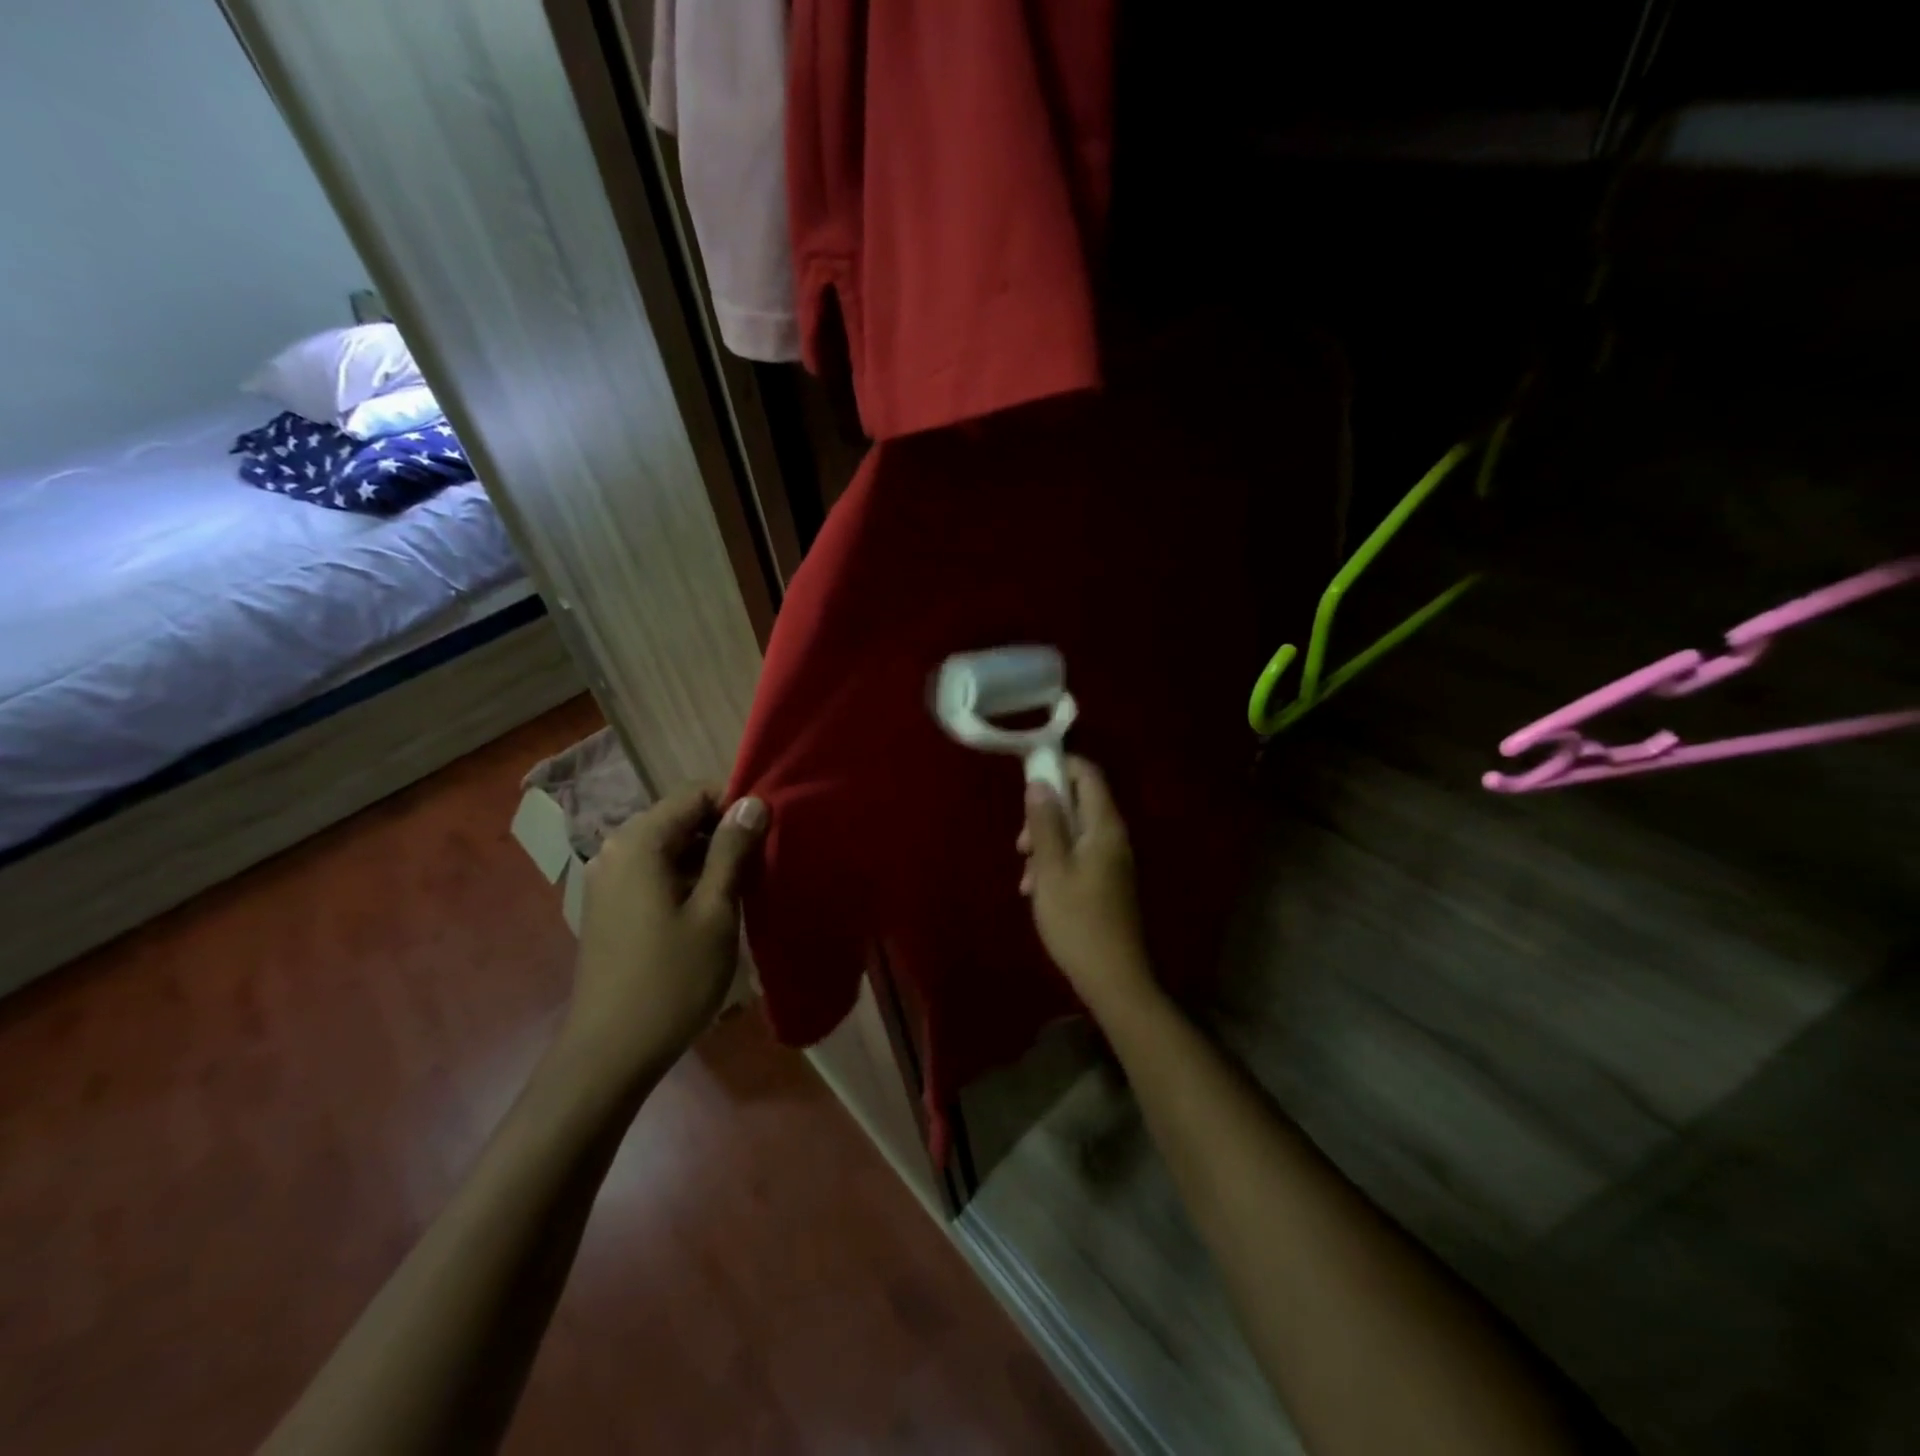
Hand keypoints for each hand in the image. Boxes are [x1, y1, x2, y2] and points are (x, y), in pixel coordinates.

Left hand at [560, 785, 768, 1079]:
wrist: (610, 1053)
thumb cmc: (671, 980)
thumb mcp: (715, 911)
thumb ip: (732, 850)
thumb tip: (753, 802)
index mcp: (639, 843)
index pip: (694, 794)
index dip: (735, 806)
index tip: (767, 834)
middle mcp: (616, 850)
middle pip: (680, 818)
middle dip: (723, 833)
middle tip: (760, 865)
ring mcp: (607, 879)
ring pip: (669, 847)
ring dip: (707, 858)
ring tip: (743, 888)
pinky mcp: (608, 906)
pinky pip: (654, 872)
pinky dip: (685, 878)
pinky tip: (710, 908)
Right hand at [1017, 757, 1161, 1024]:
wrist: (1113, 978)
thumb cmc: (1077, 920)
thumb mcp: (1050, 868)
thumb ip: (1045, 822)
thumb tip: (1040, 781)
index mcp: (1104, 827)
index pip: (1088, 774)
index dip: (1059, 767)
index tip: (1027, 778)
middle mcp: (1113, 837)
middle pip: (1077, 803)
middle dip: (1043, 815)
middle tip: (1020, 843)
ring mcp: (1111, 860)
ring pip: (1072, 832)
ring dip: (1044, 844)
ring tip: (1025, 876)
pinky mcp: (1105, 881)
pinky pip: (1076, 856)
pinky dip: (1054, 865)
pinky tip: (1036, 891)